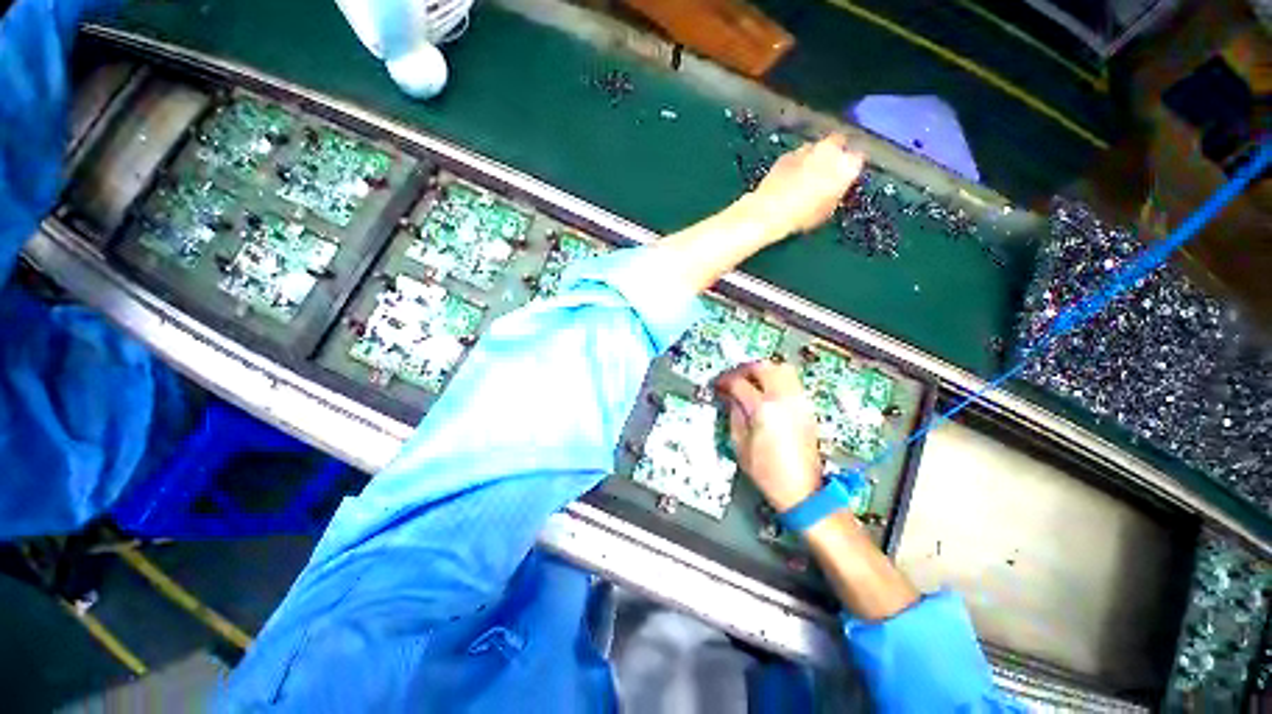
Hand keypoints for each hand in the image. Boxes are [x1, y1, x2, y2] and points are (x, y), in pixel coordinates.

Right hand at [714, 360, 822, 512]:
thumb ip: (734, 415)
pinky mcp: (806, 409)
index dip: (725, 381)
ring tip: (750, 378)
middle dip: (744, 369)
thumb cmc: (769, 473)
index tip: (718, 385)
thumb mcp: (740, 446)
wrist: (802, 490)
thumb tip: (731, 399)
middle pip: (763, 367)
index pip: (739, 383)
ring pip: (781, 368)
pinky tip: (767, 388)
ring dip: (763, 369)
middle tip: (733, 377)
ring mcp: (798, 402)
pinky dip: (777, 377)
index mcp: (762, 410)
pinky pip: (792, 381)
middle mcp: (783, 400)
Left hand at [744, 134, 864, 237]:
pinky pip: (798, 155)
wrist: (769, 211)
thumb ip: (837, 195)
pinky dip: (798, 163)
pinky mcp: (787, 153)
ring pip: (817, 147)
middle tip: (829, 171)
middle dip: (836, 154)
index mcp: (847, 165)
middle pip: (839, 144)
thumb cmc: (802, 216)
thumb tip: (837, 190)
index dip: (852, 169)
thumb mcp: (827, 211)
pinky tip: (791, 178)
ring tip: (808, 175)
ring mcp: (807, 148)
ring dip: (815, 157)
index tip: (847, 178)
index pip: (858, 160)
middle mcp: (830, 150)